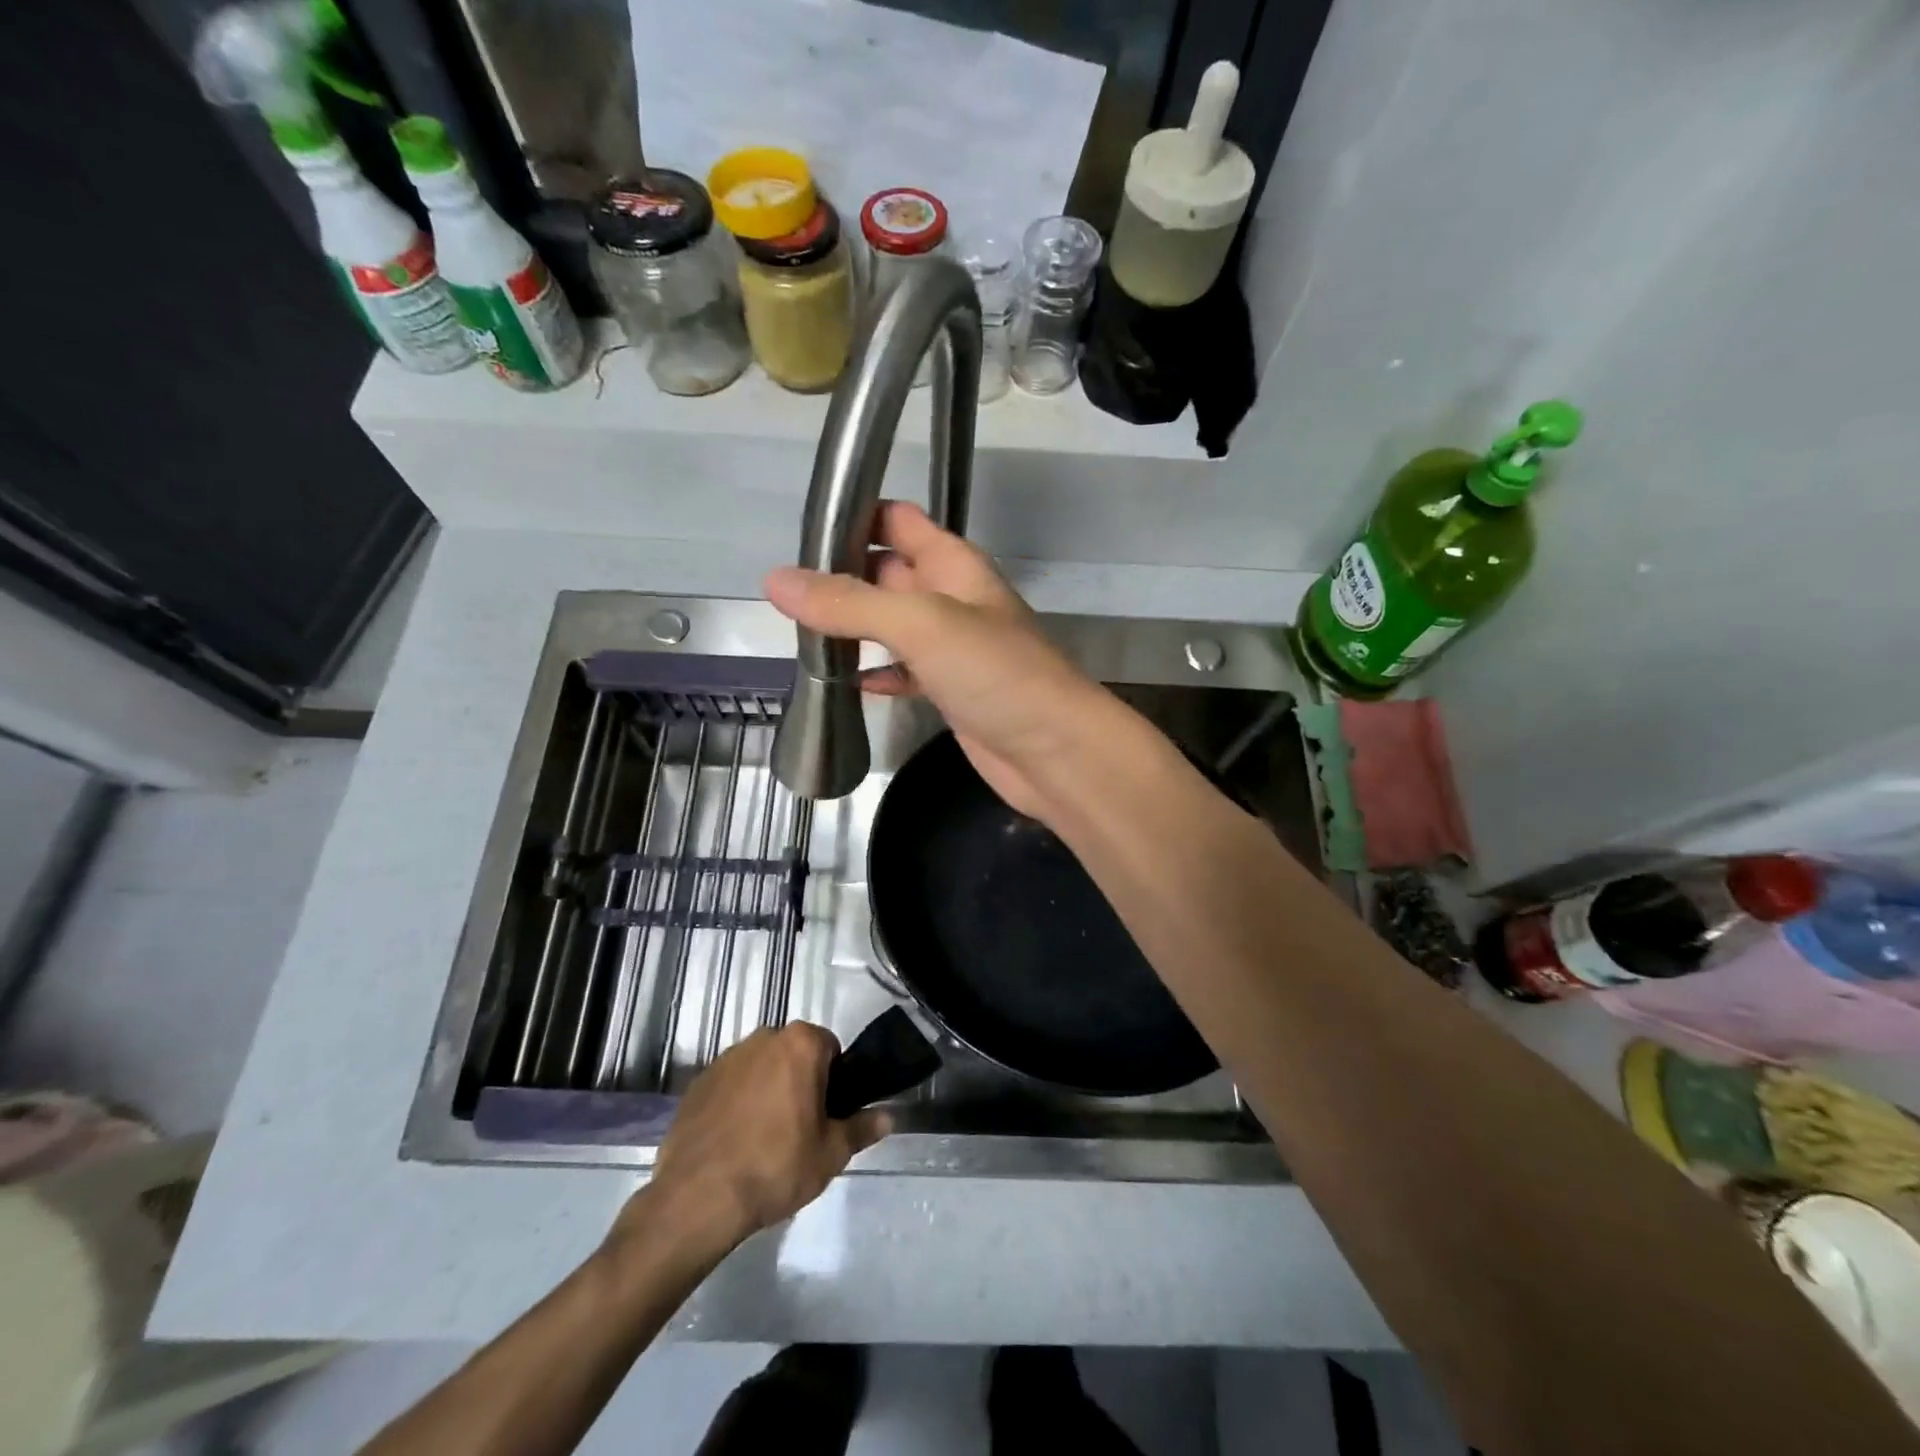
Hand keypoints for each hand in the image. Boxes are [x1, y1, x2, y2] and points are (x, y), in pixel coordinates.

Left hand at [629, 1024, 888, 1250]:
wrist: (698, 1198)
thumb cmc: (776, 1166)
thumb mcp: (831, 1153)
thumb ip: (862, 1128)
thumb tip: (889, 1117)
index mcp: (800, 1043)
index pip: (830, 1048)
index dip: (835, 1080)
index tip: (828, 1114)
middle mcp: (763, 1038)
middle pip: (793, 1054)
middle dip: (800, 1081)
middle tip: (801, 1129)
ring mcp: (726, 1058)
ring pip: (760, 1068)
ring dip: (767, 1090)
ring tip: (764, 1140)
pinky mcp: (698, 1083)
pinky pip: (730, 1086)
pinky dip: (736, 1104)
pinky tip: (734, 1143)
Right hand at [764, 501, 1105, 819]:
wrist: (1056, 752)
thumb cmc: (997, 673)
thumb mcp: (921, 624)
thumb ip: (850, 603)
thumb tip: (776, 581)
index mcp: (954, 565)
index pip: (897, 521)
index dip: (854, 518)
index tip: (800, 535)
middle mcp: (952, 599)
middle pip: (887, 573)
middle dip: (841, 578)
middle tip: (784, 596)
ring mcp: (952, 649)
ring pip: (892, 625)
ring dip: (854, 628)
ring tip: (799, 636)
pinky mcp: (950, 692)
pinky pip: (903, 673)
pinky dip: (876, 674)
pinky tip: (845, 683)